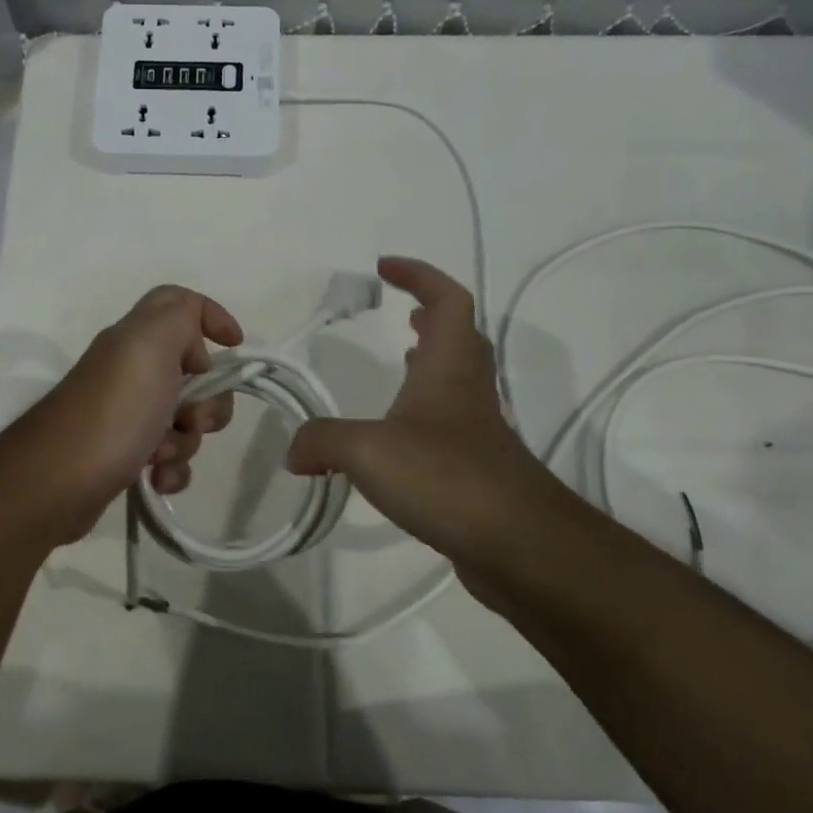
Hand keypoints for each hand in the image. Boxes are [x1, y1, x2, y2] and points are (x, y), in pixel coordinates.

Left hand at [21, 285, 241, 538]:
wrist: (58, 481)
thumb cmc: (114, 410)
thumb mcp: (150, 345)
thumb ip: (180, 316)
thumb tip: (196, 345)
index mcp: (137, 339)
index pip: (179, 305)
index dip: (212, 316)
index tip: (235, 347)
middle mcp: (132, 371)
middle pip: (195, 373)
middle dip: (208, 402)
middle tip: (191, 419)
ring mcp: (128, 415)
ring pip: (186, 421)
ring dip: (186, 442)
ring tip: (160, 456)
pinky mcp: (124, 455)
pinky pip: (169, 458)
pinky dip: (171, 470)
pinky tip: (156, 480)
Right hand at [285, 257, 566, 599]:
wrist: (518, 544)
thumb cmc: (446, 477)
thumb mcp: (367, 451)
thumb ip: (321, 441)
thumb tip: (294, 451)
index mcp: (448, 367)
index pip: (447, 299)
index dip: (419, 275)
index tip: (384, 267)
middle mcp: (468, 389)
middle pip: (460, 336)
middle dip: (432, 315)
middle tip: (402, 312)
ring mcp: (477, 429)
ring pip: (457, 378)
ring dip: (431, 360)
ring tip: (401, 360)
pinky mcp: (476, 467)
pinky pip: (448, 421)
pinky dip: (423, 410)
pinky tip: (396, 436)